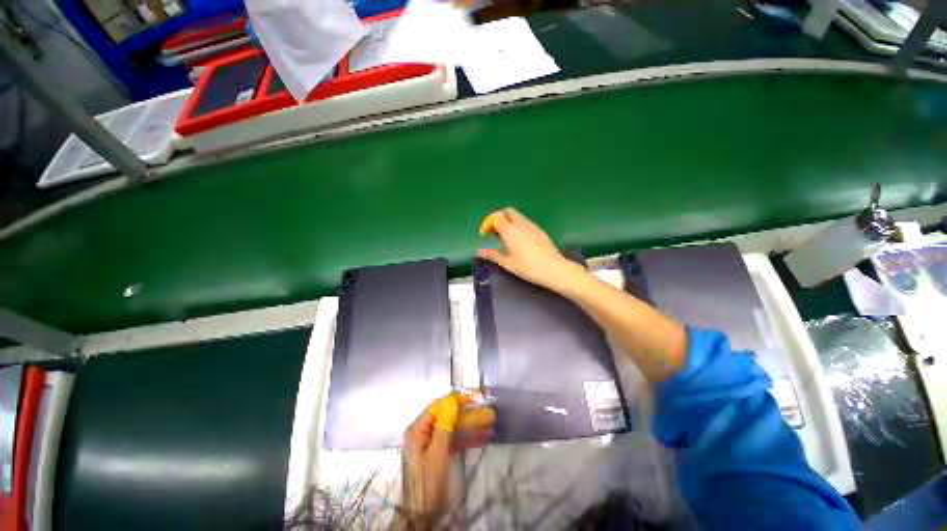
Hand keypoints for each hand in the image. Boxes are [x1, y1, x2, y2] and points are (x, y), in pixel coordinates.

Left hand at [401, 391, 493, 525]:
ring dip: (472, 425)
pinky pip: (455, 441)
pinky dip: (468, 438)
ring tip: (490, 422)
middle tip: (486, 410)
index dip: (457, 399)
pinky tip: (484, 436)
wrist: (421, 516)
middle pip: (448, 417)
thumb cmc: (427, 483)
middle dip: (468, 414)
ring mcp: (432, 444)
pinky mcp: (439, 454)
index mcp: (418, 430)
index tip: (474, 396)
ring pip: (454, 429)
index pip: (439, 406)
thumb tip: (452, 400)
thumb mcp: (437, 453)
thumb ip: (444, 425)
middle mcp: (424, 433)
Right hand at [479, 207, 586, 293]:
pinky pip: (525, 222)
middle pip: (507, 211)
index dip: (488, 224)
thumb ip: (492, 255)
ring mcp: (531, 225)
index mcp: (509, 230)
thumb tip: (480, 252)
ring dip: (509, 221)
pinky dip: (518, 225)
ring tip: (506, 237)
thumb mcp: (507, 263)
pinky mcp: (539, 229)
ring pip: (517, 215)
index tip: (485, 234)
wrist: (552, 268)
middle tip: (495, 231)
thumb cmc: (527, 267)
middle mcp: (520, 223)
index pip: (495, 218)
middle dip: (499, 217)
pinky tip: (519, 240)